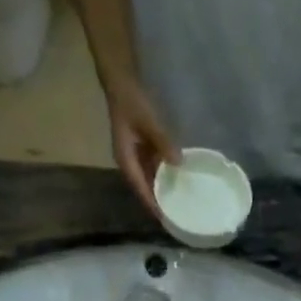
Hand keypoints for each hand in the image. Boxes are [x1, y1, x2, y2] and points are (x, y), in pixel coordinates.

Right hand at [107, 80, 178, 219]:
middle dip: (158, 202)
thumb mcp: (148, 122)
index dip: (152, 204)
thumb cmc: (132, 102)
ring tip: (179, 203)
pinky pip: (153, 167)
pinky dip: (164, 175)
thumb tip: (178, 164)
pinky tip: (177, 180)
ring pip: (149, 178)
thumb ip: (163, 143)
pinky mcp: (141, 148)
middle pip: (144, 188)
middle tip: (175, 216)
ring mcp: (135, 155)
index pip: (140, 188)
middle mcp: (129, 162)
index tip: (164, 219)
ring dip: (161, 190)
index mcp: (126, 160)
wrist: (122, 82)